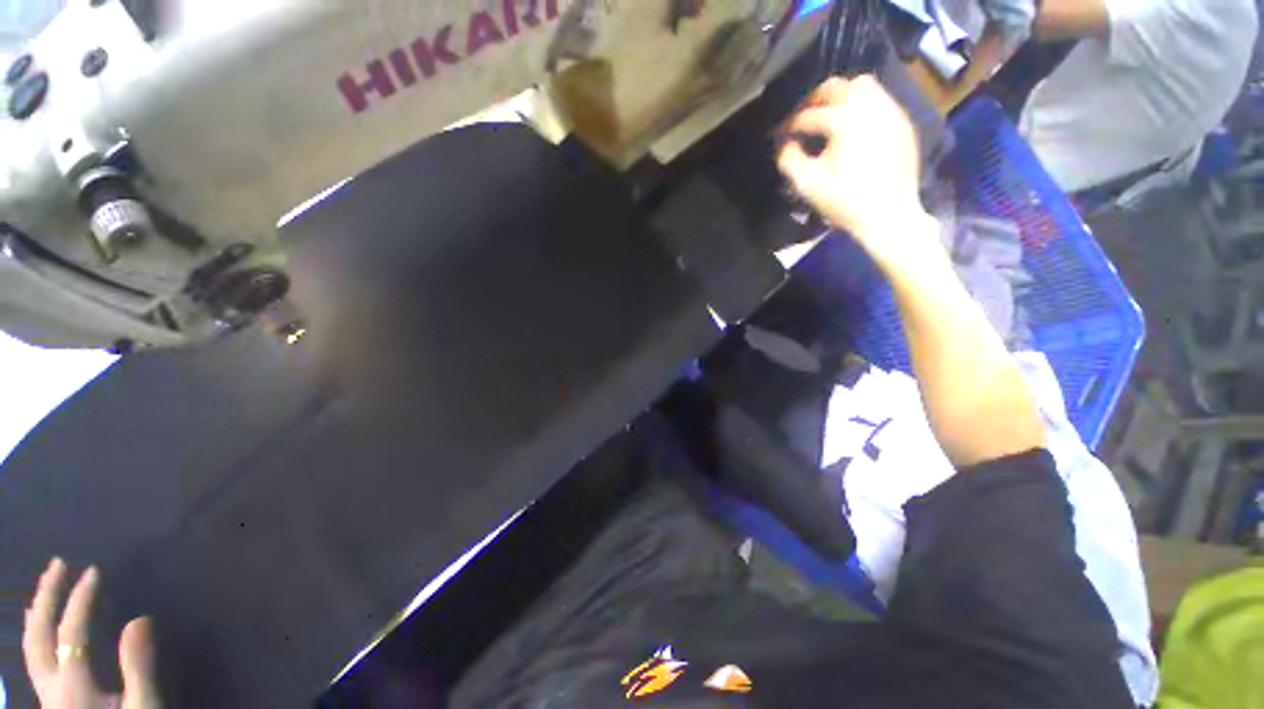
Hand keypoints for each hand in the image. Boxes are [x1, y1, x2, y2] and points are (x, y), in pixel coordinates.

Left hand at [22, 558, 161, 708]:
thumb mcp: (145, 708)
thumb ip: (140, 667)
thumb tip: (140, 617)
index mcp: (72, 686)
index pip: (71, 630)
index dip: (81, 598)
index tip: (95, 570)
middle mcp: (51, 686)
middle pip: (38, 635)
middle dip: (46, 597)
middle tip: (58, 564)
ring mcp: (48, 696)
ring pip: (31, 648)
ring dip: (37, 613)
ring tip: (46, 589)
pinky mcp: (53, 702)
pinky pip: (36, 660)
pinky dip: (37, 636)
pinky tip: (43, 631)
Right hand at [777, 76, 935, 268]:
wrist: (889, 214)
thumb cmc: (844, 201)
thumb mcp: (807, 185)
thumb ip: (789, 160)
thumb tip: (785, 143)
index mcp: (844, 120)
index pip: (808, 115)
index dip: (790, 124)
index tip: (780, 134)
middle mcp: (869, 106)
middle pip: (837, 87)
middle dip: (814, 99)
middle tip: (803, 116)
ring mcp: (890, 111)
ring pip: (863, 86)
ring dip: (841, 96)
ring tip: (828, 116)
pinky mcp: (902, 122)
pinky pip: (880, 100)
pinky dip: (862, 106)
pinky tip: (853, 126)